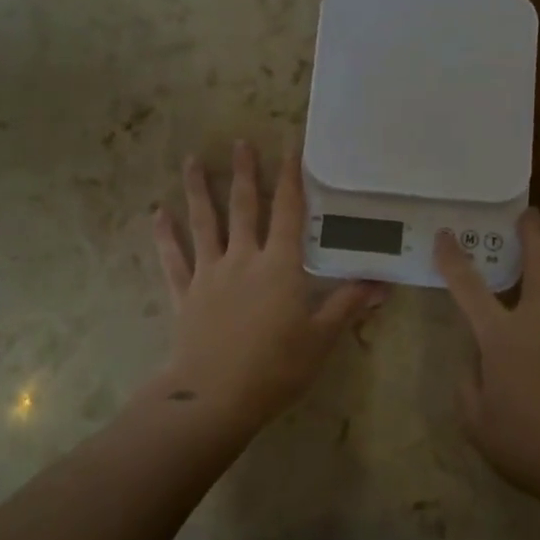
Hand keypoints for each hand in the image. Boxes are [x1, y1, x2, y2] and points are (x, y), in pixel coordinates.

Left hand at [153, 141, 386, 427]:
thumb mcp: (321, 338)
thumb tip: (382, 283)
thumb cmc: (276, 368)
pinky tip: (156, 215)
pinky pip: (173, 259)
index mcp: (280, 265)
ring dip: (198, 190)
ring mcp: (210, 274)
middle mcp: (243, 259)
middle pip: (244, 207)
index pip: (288, 211)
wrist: (215, 398)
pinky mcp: (185, 295)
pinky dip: (164, 236)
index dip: (291, 177)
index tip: (290, 145)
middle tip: (240, 141)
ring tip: (190, 160)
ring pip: (204, 224)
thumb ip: (348, 305)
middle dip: (244, 173)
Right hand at [435, 210, 539, 507]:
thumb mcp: (478, 424)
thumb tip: (476, 359)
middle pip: (539, 260)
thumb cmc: (532, 447)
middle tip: (529, 215)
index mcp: (503, 337)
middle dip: (531, 232)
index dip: (453, 257)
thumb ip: (468, 383)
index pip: (469, 286)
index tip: (446, 234)